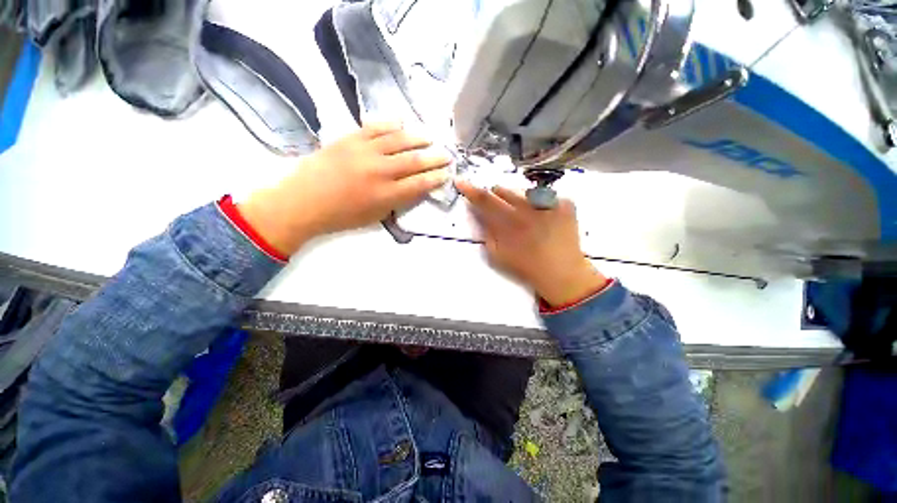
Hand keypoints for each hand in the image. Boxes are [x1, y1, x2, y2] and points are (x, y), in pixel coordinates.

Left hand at [239, 123, 450, 255]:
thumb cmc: (342, 216)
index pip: (420, 183)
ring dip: (418, 138)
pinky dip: (391, 124)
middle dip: (434, 158)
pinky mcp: (350, 138)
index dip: (436, 177)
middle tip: (447, 154)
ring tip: (429, 138)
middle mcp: (380, 170)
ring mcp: (364, 151)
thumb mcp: (375, 216)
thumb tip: (412, 188)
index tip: (446, 173)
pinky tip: (402, 122)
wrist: (303, 202)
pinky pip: (375, 127)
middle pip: (414, 160)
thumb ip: (397, 201)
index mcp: (386, 194)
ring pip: (398, 140)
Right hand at [456, 181, 608, 306]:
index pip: (484, 200)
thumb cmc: (525, 267)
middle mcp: (528, 208)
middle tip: (504, 212)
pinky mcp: (566, 203)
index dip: (470, 190)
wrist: (562, 272)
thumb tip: (479, 213)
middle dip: (497, 198)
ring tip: (528, 218)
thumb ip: (486, 232)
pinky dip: (541, 205)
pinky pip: (546, 196)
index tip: (460, 181)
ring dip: (519, 200)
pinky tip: (546, 220)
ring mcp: (549, 202)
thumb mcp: (497, 255)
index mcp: (509, 223)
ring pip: (524, 191)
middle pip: (502, 189)